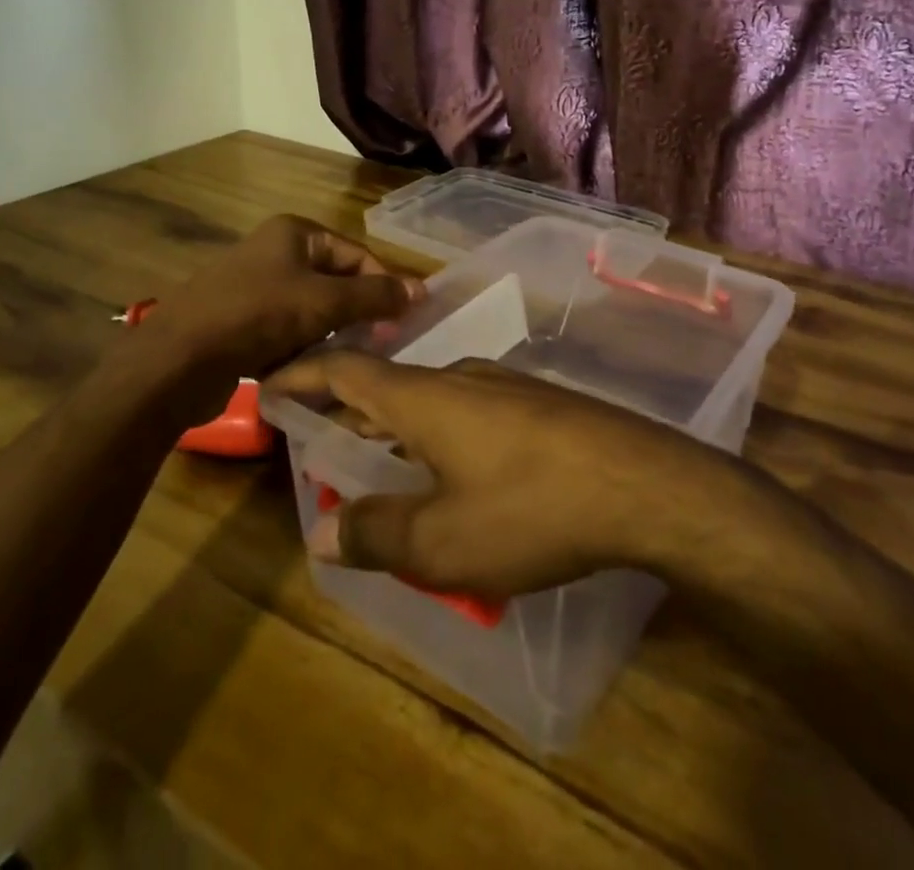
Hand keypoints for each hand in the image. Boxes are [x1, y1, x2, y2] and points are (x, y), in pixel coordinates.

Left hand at [102, 216, 421, 418]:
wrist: (175, 362)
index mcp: (294, 233)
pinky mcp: (238, 322)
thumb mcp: (326, 303)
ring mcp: (252, 287)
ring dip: (328, 334)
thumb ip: (377, 295)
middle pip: (335, 281)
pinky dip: (299, 348)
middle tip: (376, 344)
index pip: (357, 254)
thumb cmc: (257, 317)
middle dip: (355, 313)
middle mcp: (273, 252)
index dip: (383, 285)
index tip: (401, 322)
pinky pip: (284, 330)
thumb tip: (421, 290)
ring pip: (311, 309)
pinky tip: (304, 369)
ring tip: (341, 360)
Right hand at [266, 352, 737, 596]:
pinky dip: (437, 435)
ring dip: (396, 428)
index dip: (303, 376)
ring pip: (430, 400)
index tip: (269, 385)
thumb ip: (376, 535)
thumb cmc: (532, 509)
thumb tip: (322, 534)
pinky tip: (451, 474)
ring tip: (377, 464)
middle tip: (320, 445)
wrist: (643, 484)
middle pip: (387, 385)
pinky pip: (467, 412)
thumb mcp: (443, 542)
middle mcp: (460, 378)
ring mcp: (504, 386)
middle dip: (348, 413)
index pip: (346, 371)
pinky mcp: (538, 404)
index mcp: (424, 398)